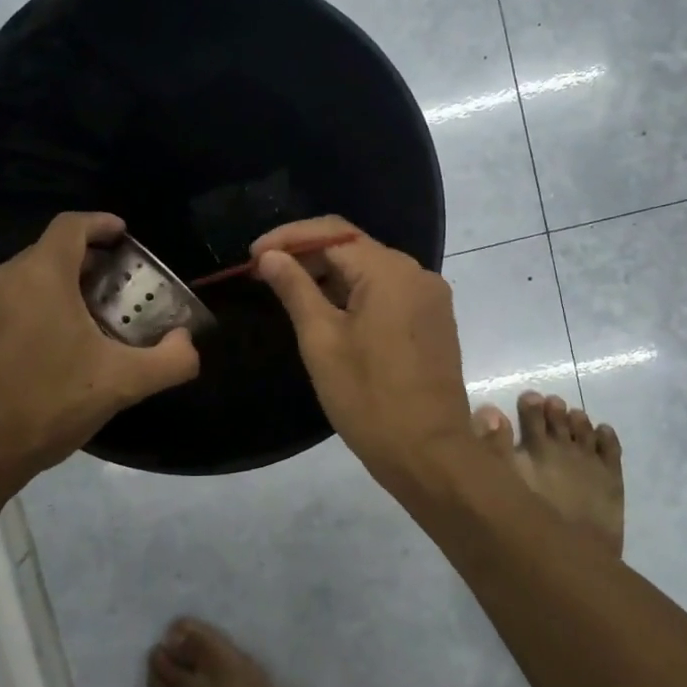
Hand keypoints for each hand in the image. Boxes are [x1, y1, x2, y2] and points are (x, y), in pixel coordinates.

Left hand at [0, 213, 199, 511]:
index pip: (72, 226)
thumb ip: (169, 361)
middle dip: (90, 262)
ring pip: (30, 281)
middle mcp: (4, 280)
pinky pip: (11, 306)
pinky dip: (40, 310)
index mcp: (40, 275)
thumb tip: (187, 343)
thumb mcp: (120, 384)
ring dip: (65, 289)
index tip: (125, 235)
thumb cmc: (44, 404)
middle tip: (122, 288)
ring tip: (96, 321)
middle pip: (52, 252)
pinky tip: (59, 351)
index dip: (102, 224)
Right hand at [252, 217, 475, 498]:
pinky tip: (328, 312)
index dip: (288, 238)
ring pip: (371, 270)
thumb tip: (271, 256)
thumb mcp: (321, 341)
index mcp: (390, 272)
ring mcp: (430, 298)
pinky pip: (389, 292)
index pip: (332, 232)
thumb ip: (295, 289)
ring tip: (289, 292)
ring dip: (330, 276)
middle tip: (264, 275)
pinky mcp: (434, 321)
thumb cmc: (368, 398)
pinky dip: (356, 294)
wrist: (429, 453)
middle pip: (354, 247)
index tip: (252, 257)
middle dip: (307, 255)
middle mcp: (417, 274)